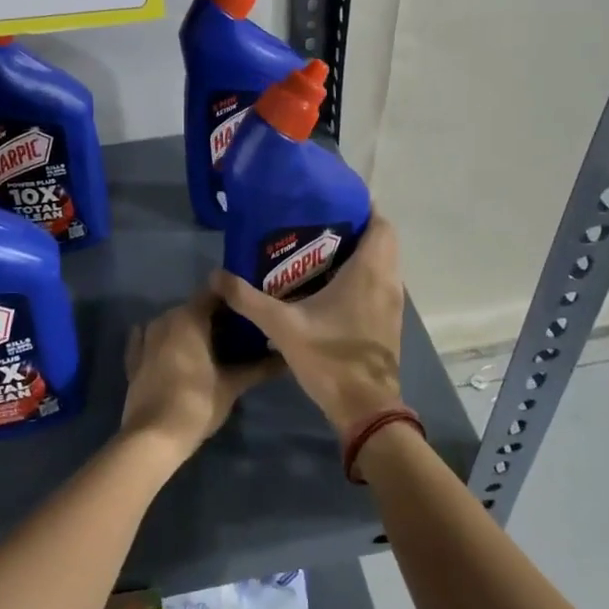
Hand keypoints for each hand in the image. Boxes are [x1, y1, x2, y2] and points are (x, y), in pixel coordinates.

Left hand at [122, 286, 285, 460]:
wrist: (153, 437)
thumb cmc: (196, 403)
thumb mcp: (232, 385)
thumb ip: (259, 367)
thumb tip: (286, 359)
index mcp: (188, 317)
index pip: (215, 293)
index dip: (234, 299)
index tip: (252, 310)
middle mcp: (164, 319)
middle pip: (195, 308)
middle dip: (216, 318)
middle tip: (240, 334)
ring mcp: (145, 338)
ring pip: (174, 324)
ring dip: (192, 331)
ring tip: (215, 348)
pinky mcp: (134, 359)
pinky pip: (153, 341)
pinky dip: (167, 344)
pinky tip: (178, 352)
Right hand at [211, 216, 403, 436]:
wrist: (365, 408)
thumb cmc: (330, 359)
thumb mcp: (282, 326)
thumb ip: (248, 299)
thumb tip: (216, 275)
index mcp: (369, 272)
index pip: (381, 224)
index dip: (363, 207)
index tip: (333, 199)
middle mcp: (388, 281)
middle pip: (381, 241)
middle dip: (355, 228)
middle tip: (317, 223)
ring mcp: (392, 303)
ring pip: (382, 264)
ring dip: (359, 253)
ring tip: (319, 249)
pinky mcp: (388, 321)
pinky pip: (379, 284)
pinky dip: (361, 275)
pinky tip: (328, 285)